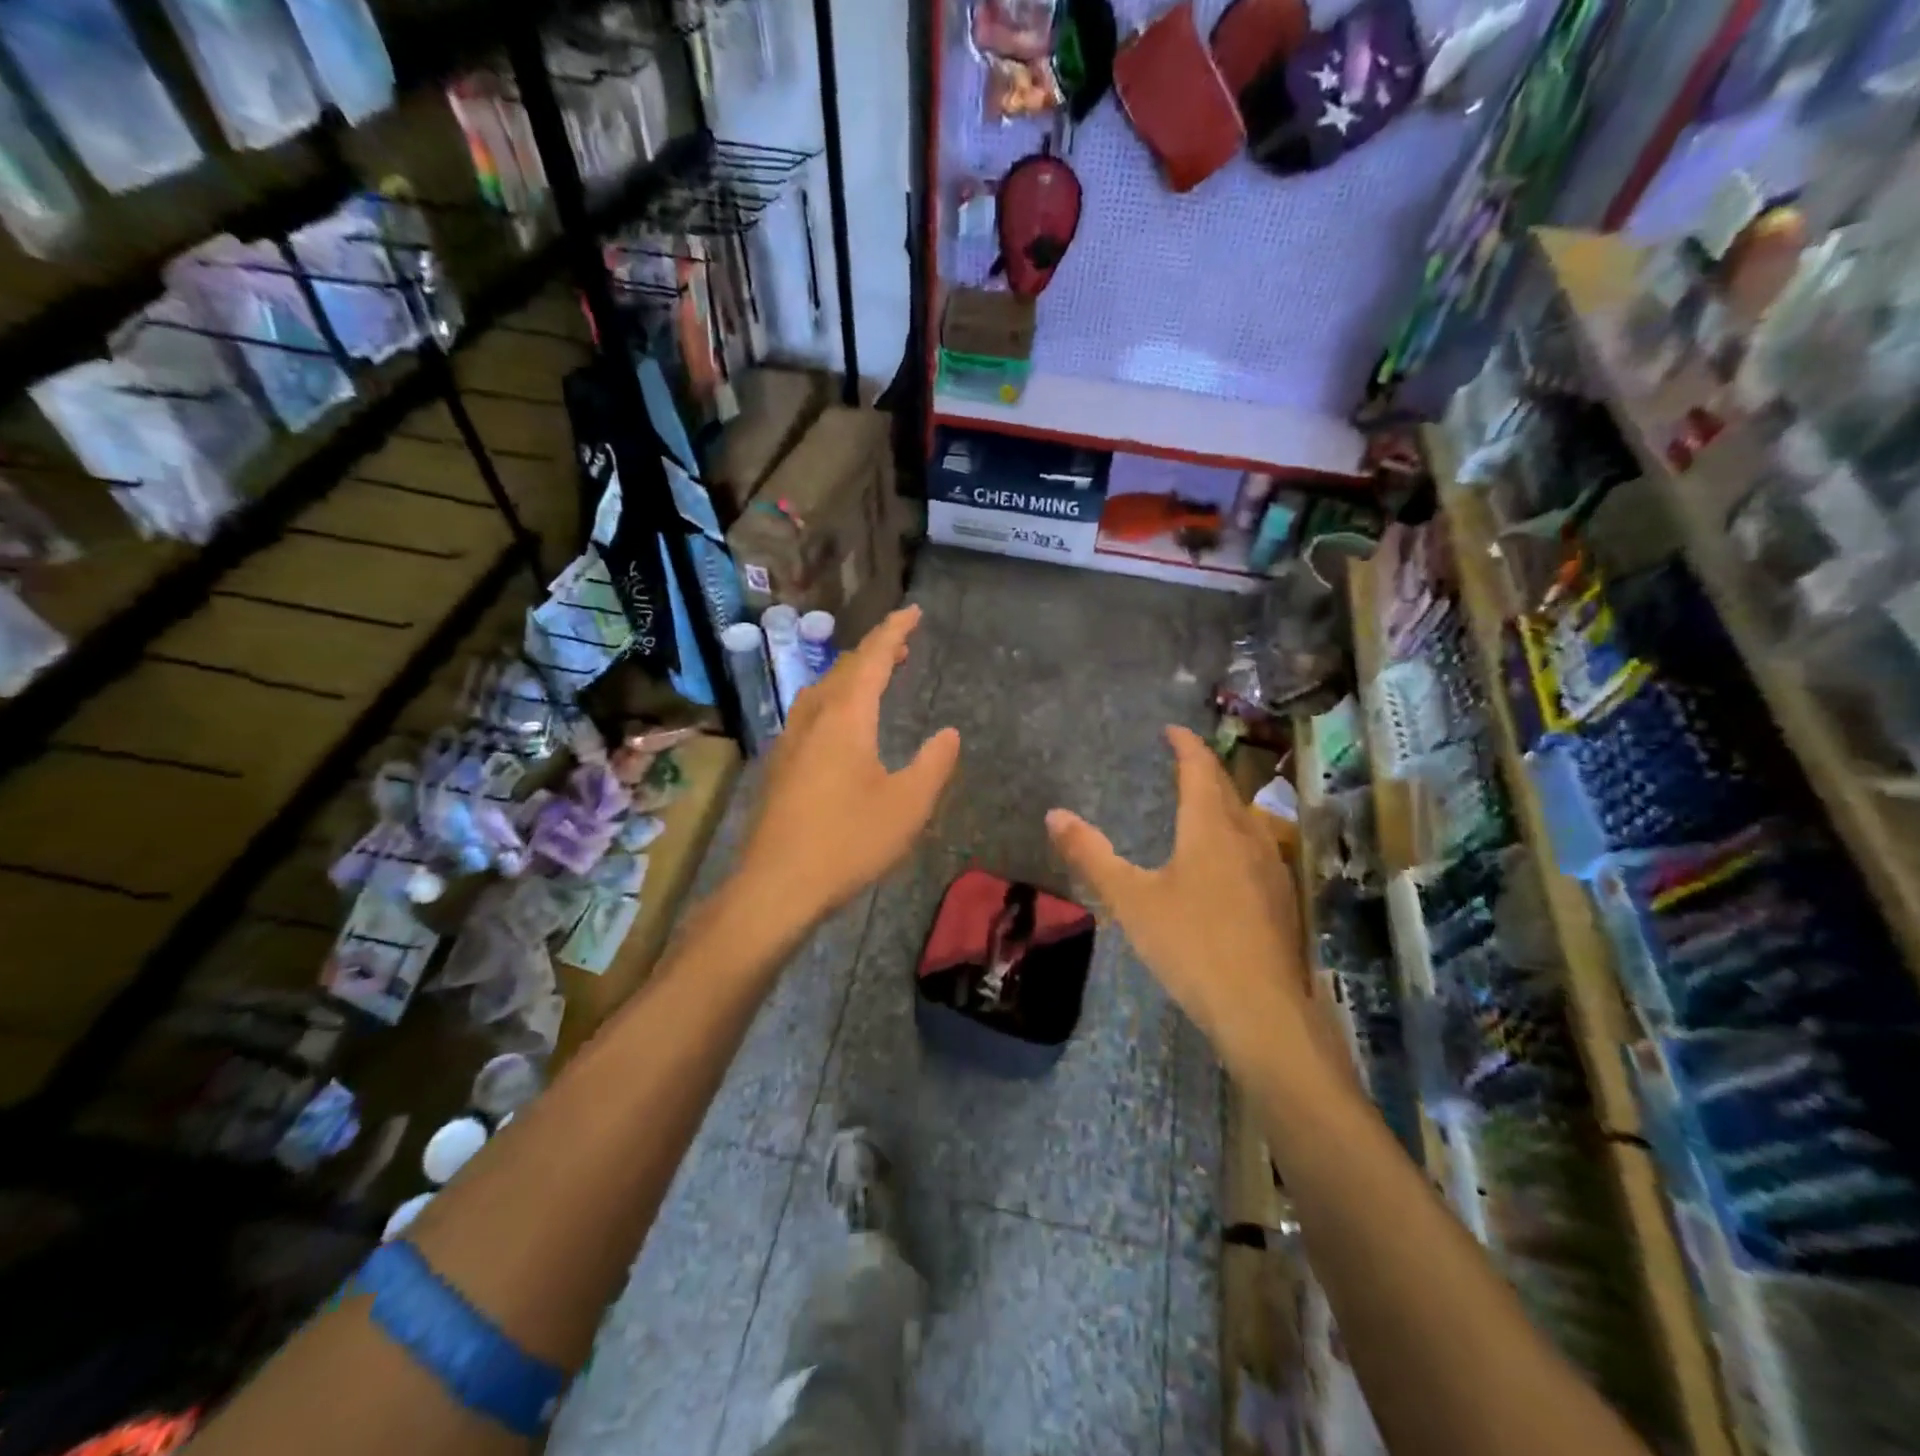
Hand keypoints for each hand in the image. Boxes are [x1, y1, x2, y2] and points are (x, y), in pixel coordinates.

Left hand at [736, 606, 960, 925]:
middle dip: (875, 651)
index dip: (895, 631)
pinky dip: (836, 700)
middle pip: (844, 669)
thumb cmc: (848, 842)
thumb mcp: (908, 805)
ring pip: (822, 690)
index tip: (914, 611)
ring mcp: (790, 741)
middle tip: (903, 646)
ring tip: (878, 677)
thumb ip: (933, 764)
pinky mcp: (780, 766)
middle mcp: (813, 718)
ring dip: (852, 675)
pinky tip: (842, 724)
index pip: (872, 658)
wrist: (777, 885)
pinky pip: (811, 713)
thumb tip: (948, 734)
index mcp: (845, 718)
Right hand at [1046, 727, 1307, 1061]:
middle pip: (1227, 789)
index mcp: (1210, 827)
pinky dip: (1236, 834)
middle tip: (1182, 762)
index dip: (1185, 745)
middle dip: (1204, 770)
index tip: (1171, 730)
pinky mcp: (1282, 898)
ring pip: (1247, 819)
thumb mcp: (1131, 900)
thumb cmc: (1191, 944)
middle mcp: (1248, 837)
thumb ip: (1092, 855)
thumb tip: (1054, 814)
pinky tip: (1227, 861)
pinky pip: (1257, 847)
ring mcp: (1272, 867)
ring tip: (1201, 804)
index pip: (1200, 769)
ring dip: (1224, 802)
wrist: (1262, 1009)